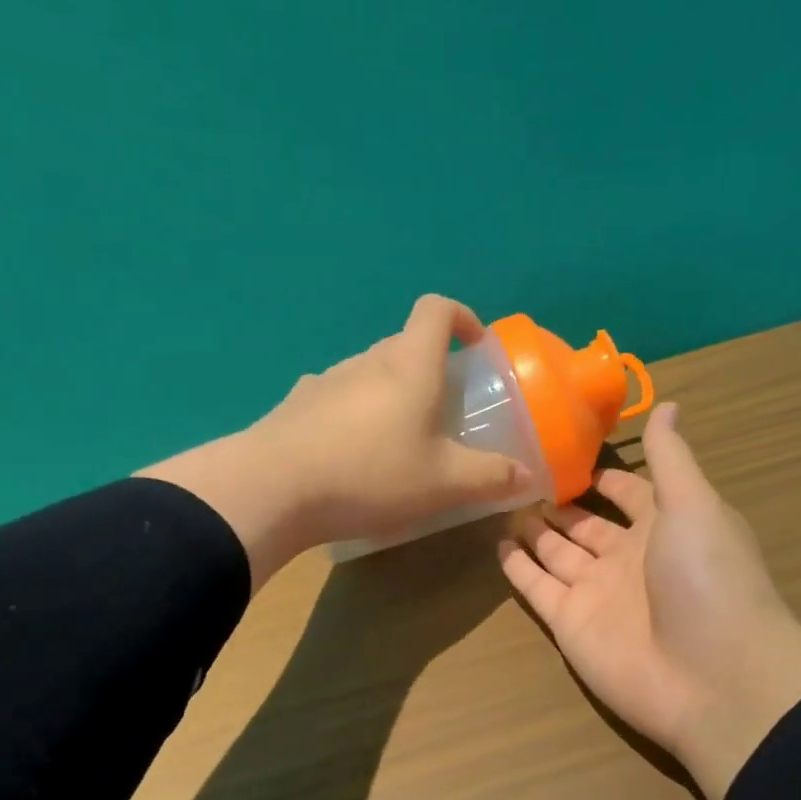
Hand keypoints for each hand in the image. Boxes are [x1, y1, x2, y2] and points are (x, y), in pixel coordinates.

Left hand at [141, 296, 528, 587]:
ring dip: (389, 393)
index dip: (461, 317)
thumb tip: (526, 475)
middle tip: (443, 409)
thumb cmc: (371, 475)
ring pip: (368, 373)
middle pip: (403, 344)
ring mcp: (324, 381)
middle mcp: (366, 361)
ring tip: (396, 440)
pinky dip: (353, 414)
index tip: (475, 346)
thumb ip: (490, 476)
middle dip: (429, 367)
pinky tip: (350, 454)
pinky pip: (336, 399)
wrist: (273, 489)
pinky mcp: (295, 406)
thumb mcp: (443, 483)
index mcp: (409, 365)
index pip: (436, 310)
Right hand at [498, 402, 800, 799]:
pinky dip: (518, 568)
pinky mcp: (569, 624)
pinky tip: (495, 544)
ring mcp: (596, 593)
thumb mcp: (695, 505)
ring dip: (532, 530)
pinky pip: (537, 588)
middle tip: (517, 474)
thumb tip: (671, 403)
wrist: (713, 678)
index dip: (603, 476)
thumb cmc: (709, 580)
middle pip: (585, 525)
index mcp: (664, 527)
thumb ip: (671, 457)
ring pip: (556, 553)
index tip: (567, 452)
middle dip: (557, 502)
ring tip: (499, 499)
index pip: (627, 493)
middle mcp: (628, 558)